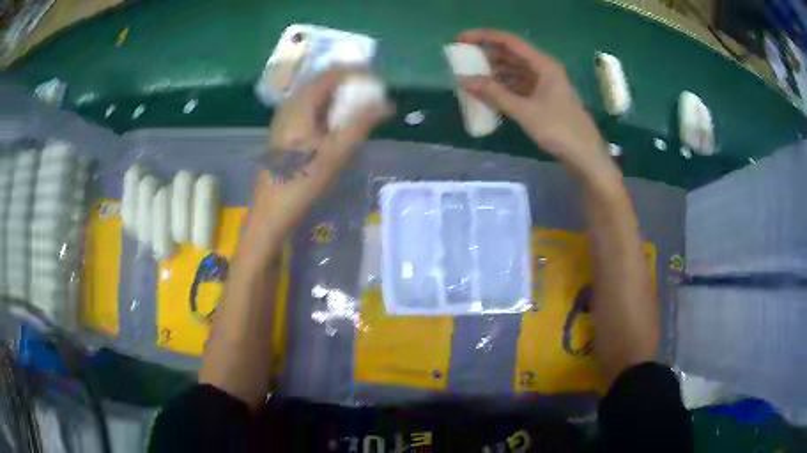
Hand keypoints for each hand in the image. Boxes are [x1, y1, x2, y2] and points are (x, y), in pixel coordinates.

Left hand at [244, 70, 391, 253]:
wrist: (270, 210)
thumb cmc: (302, 181)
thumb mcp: (336, 152)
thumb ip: (361, 123)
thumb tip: (387, 104)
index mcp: (300, 104)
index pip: (331, 73)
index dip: (356, 73)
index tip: (378, 82)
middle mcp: (290, 105)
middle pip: (323, 82)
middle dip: (349, 85)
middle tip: (372, 95)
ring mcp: (285, 118)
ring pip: (316, 97)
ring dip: (339, 98)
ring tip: (361, 108)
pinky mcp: (285, 132)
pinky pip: (310, 110)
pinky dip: (329, 110)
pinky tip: (339, 125)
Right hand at [457, 29, 611, 176]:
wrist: (585, 156)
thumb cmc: (559, 129)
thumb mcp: (525, 111)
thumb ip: (494, 94)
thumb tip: (464, 80)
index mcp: (543, 65)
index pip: (509, 41)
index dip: (484, 37)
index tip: (461, 40)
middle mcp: (543, 69)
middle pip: (511, 54)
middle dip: (486, 56)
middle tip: (463, 61)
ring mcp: (544, 84)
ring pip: (514, 71)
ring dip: (493, 73)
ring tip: (472, 78)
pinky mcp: (543, 99)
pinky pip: (518, 86)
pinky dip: (503, 87)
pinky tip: (488, 94)